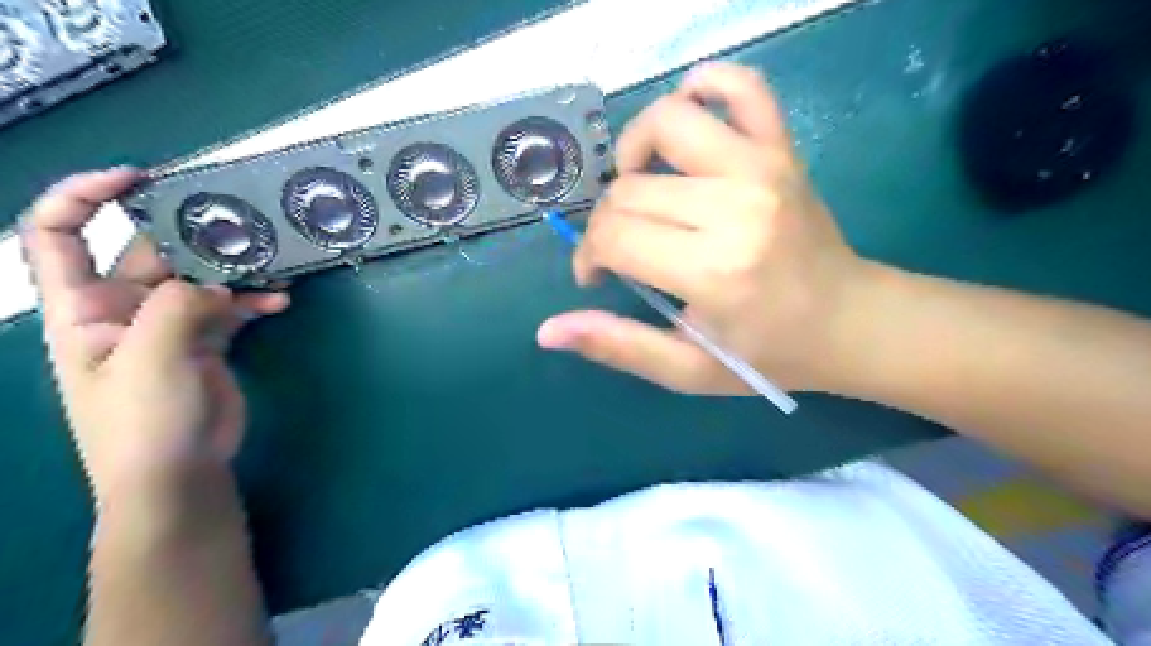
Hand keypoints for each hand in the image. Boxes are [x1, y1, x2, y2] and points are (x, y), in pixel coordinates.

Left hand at [21, 170, 288, 502]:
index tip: (137, 177)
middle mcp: (123, 309)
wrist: (178, 473)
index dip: (84, 196)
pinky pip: (231, 309)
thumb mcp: (150, 361)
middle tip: (239, 225)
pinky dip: (254, 302)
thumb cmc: (143, 422)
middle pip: (150, 252)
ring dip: (234, 271)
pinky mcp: (206, 342)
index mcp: (82, 308)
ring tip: (271, 264)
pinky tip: (280, 303)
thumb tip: (215, 284)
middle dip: (191, 235)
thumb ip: (177, 309)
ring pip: (201, 279)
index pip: (58, 235)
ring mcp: (169, 326)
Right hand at [538, 61, 873, 393]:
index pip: (615, 236)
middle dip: (607, 222)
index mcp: (713, 270)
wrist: (850, 321)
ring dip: (634, 151)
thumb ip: (619, 346)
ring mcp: (762, 167)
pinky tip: (687, 117)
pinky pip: (742, 86)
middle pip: (630, 188)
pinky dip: (705, 85)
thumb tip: (548, 330)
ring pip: (666, 122)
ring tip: (640, 186)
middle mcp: (735, 207)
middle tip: (621, 251)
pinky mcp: (782, 149)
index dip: (590, 256)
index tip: (598, 276)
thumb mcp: (689, 369)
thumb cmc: (769, 353)